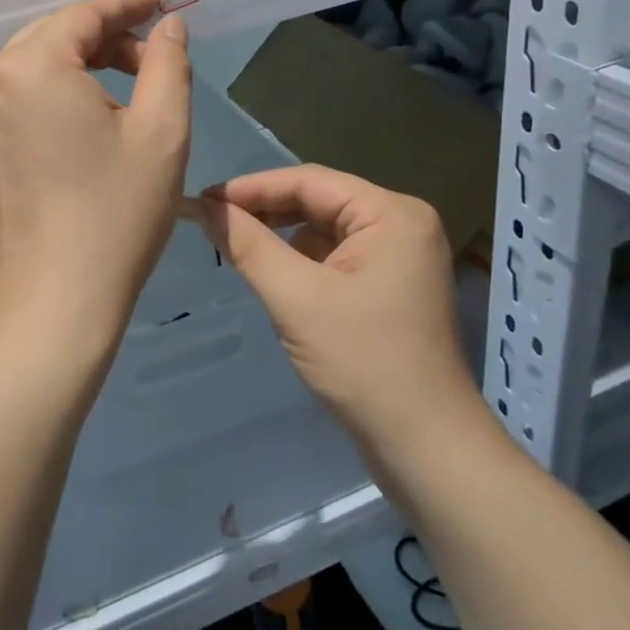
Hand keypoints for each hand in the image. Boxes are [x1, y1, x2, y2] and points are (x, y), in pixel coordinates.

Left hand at [0, 0, 192, 358]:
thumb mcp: (162, 131)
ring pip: (28, 72)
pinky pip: (9, 108)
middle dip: (103, 39)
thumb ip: (168, 63)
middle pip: (51, 38)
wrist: (56, 302)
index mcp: (30, 68)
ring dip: (74, 71)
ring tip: (119, 99)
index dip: (126, 5)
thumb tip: (167, 26)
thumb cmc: (117, 213)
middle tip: (150, 58)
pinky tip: (76, 136)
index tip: (161, 4)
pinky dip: (45, 104)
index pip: (82, 14)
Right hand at [196, 165, 489, 462]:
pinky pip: (337, 256)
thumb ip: (248, 245)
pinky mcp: (392, 286)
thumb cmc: (363, 363)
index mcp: (391, 213)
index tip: (204, 200)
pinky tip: (273, 274)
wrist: (426, 448)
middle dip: (266, 211)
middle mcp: (401, 224)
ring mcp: (401, 257)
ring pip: (325, 229)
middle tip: (213, 221)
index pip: (309, 181)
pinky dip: (302, 260)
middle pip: (319, 201)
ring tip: (235, 245)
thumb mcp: (296, 298)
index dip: (252, 187)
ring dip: (281, 236)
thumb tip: (204, 207)